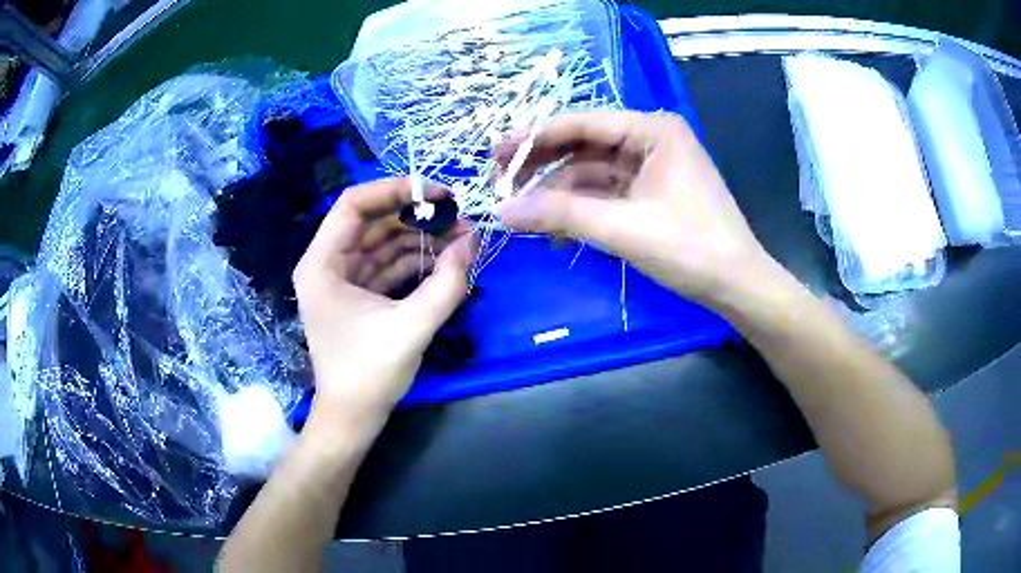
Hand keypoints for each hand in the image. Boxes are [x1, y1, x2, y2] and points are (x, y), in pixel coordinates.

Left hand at [293, 177, 475, 430]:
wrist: (353, 418)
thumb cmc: (368, 374)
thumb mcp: (412, 327)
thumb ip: (446, 284)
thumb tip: (473, 242)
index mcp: (322, 264)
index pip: (354, 204)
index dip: (395, 190)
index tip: (438, 194)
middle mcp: (328, 264)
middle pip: (373, 221)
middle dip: (417, 218)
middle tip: (460, 219)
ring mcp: (343, 280)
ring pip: (383, 243)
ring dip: (421, 240)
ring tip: (462, 240)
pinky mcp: (360, 296)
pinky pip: (388, 266)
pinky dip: (416, 262)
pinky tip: (446, 262)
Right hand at [496, 111, 770, 306]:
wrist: (736, 285)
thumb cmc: (690, 247)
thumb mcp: (622, 227)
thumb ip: (560, 215)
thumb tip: (501, 212)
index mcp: (654, 130)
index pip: (583, 123)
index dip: (536, 138)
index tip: (496, 153)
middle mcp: (653, 139)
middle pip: (586, 145)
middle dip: (545, 165)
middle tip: (502, 180)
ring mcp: (654, 167)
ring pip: (594, 172)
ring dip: (560, 193)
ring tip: (523, 213)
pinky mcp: (653, 193)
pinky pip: (608, 193)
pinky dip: (582, 209)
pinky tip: (556, 229)